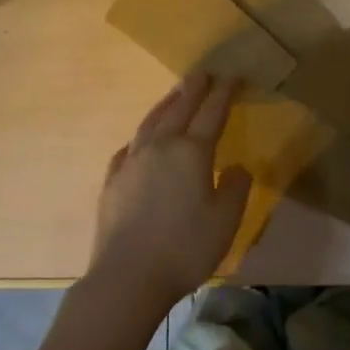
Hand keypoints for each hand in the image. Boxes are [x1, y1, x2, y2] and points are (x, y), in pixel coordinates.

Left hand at [87, 73, 251, 315]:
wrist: (128, 276)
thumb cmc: (185, 248)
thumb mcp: (225, 221)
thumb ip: (235, 188)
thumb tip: (237, 167)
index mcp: (192, 152)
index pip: (212, 113)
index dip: (224, 93)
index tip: (232, 77)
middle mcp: (160, 147)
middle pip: (179, 108)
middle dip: (193, 89)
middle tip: (202, 73)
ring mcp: (132, 161)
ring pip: (151, 122)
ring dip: (166, 104)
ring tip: (175, 94)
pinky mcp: (112, 180)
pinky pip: (129, 147)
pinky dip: (140, 136)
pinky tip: (140, 140)